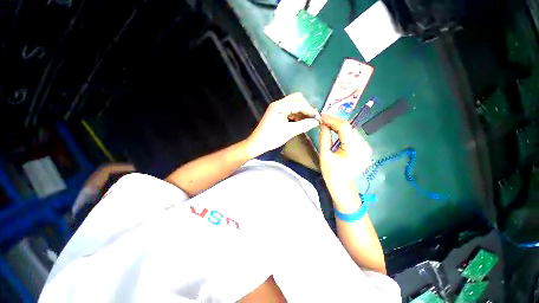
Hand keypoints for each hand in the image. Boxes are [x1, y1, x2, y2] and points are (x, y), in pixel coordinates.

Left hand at [246, 93, 319, 156]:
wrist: (257, 143)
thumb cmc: (272, 138)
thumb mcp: (289, 132)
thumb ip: (304, 125)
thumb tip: (316, 121)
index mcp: (280, 106)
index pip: (300, 104)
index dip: (310, 110)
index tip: (318, 117)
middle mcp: (278, 103)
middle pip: (297, 99)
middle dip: (306, 107)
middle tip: (312, 118)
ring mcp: (277, 107)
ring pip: (293, 104)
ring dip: (301, 111)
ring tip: (307, 121)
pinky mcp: (276, 112)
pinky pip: (289, 109)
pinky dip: (296, 114)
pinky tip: (299, 122)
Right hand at [319, 114, 371, 188]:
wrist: (342, 185)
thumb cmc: (331, 173)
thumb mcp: (325, 154)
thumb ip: (324, 137)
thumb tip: (322, 123)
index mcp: (354, 150)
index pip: (345, 127)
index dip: (332, 120)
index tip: (321, 116)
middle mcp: (364, 146)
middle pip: (349, 127)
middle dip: (335, 121)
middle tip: (322, 119)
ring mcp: (366, 147)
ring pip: (351, 130)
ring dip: (338, 125)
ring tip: (327, 123)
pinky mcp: (364, 148)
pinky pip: (352, 135)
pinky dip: (343, 131)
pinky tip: (334, 129)